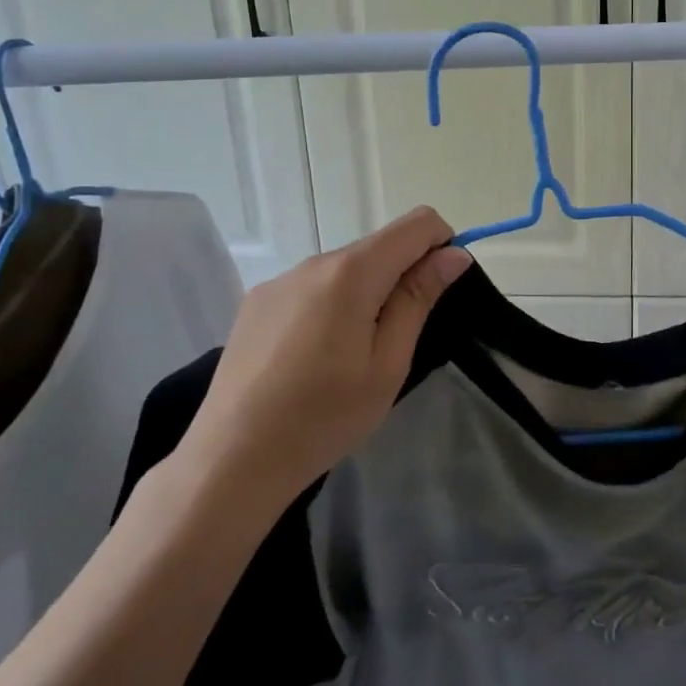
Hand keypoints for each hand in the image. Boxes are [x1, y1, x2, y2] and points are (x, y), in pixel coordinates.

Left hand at [180, 207, 471, 497]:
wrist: (231, 460)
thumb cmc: (324, 417)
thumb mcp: (388, 363)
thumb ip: (419, 299)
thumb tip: (453, 253)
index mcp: (351, 272)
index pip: (417, 224)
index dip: (441, 245)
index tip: (439, 292)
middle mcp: (314, 262)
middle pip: (379, 247)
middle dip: (403, 276)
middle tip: (396, 340)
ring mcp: (280, 280)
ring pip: (345, 268)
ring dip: (366, 293)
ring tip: (352, 355)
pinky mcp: (257, 302)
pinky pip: (313, 287)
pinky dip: (331, 305)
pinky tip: (313, 357)